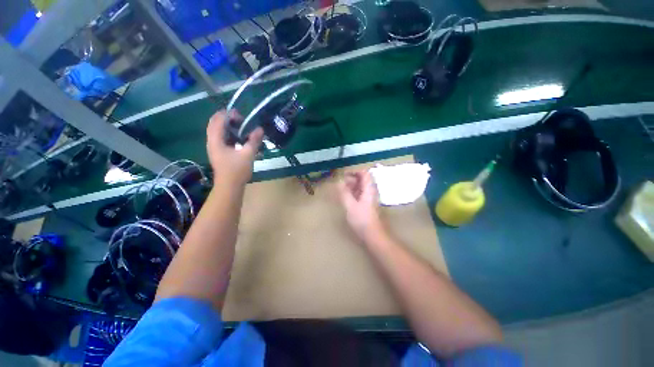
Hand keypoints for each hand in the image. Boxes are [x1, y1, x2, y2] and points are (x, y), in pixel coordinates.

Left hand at [206, 110, 263, 186]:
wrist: (229, 186)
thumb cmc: (237, 170)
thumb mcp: (248, 154)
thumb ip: (254, 141)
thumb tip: (260, 129)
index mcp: (216, 140)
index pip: (217, 120)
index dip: (228, 115)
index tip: (241, 115)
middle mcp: (212, 142)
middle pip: (215, 124)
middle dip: (227, 119)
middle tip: (241, 120)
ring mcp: (214, 147)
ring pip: (217, 131)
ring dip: (228, 126)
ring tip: (241, 127)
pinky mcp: (218, 152)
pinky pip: (221, 138)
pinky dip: (229, 134)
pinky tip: (239, 138)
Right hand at [338, 170, 387, 243]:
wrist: (373, 235)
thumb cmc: (362, 219)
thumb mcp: (350, 205)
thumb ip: (344, 193)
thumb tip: (339, 181)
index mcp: (368, 189)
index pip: (365, 173)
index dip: (355, 171)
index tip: (344, 174)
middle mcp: (370, 191)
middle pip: (362, 179)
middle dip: (351, 178)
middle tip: (340, 183)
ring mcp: (369, 198)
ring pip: (360, 187)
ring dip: (351, 186)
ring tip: (340, 189)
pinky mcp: (366, 204)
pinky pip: (359, 194)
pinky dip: (352, 193)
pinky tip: (345, 197)